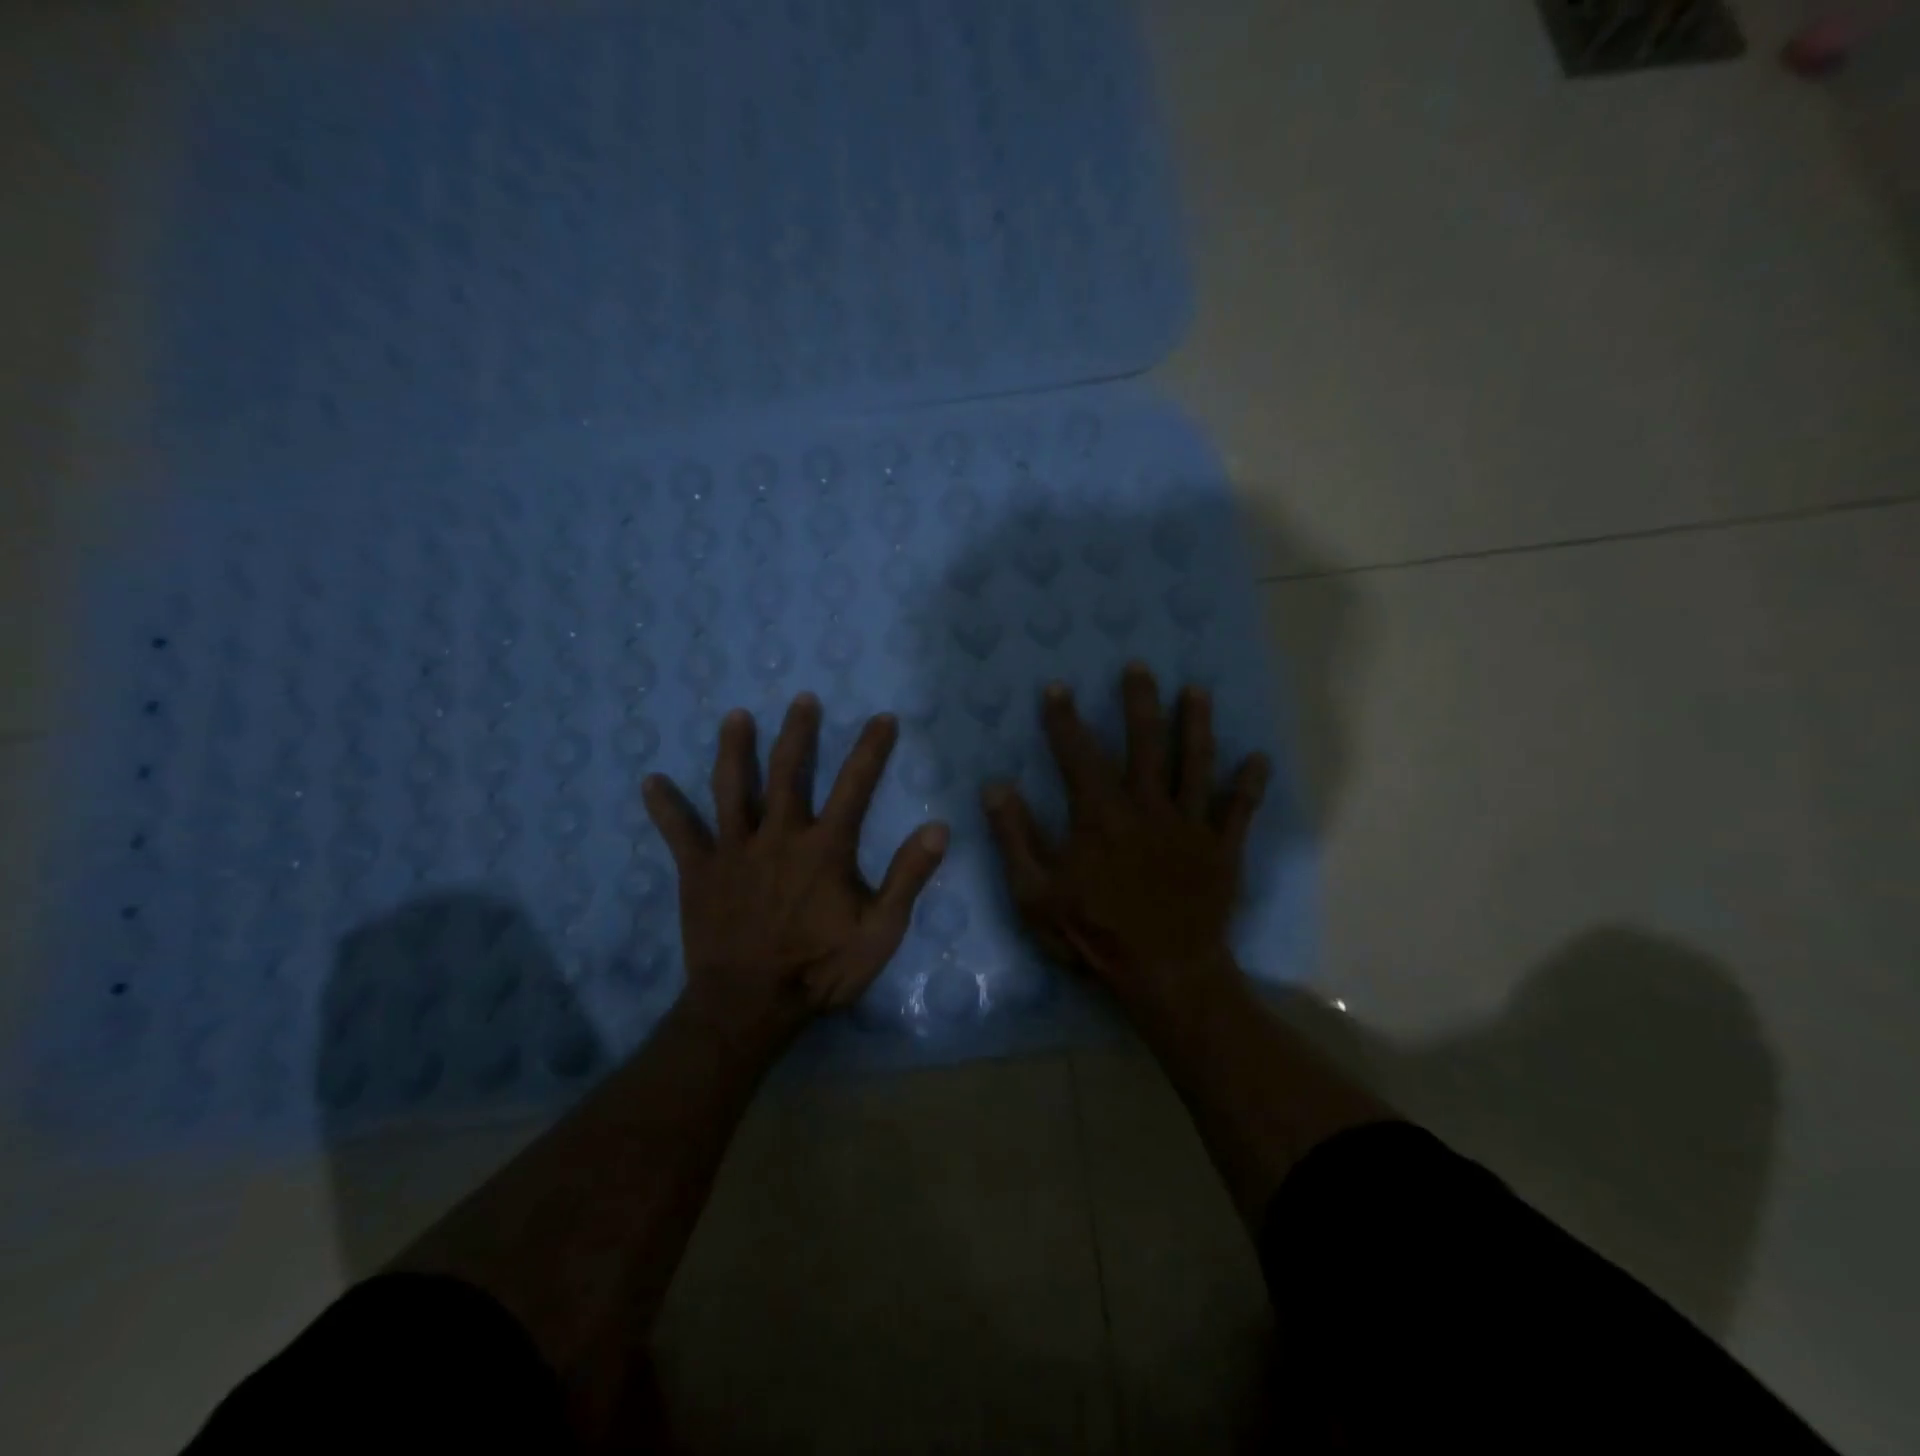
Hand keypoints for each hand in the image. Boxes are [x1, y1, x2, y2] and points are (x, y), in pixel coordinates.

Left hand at [642, 694, 948, 1049]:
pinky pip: (679, 833)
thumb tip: (939, 827)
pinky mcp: (699, 871)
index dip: (871, 749)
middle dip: (798, 732)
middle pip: (789, 771)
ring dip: (735, 749)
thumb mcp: (879, 931)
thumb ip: (908, 877)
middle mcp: (778, 835)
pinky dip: (665, 807)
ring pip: (732, 788)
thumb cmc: (819, 969)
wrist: (749, 1006)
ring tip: (735, 716)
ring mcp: (734, 850)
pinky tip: (651, 781)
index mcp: (824, 847)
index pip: (855, 785)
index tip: (882, 717)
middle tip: (802, 698)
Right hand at [982, 664, 1269, 999]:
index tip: (1057, 687)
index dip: (1064, 719)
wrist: (1165, 973)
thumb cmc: (1094, 934)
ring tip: (1198, 691)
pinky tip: (1260, 759)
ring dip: (1196, 725)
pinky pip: (1239, 811)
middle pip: (1144, 744)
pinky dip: (1250, 786)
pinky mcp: (1222, 849)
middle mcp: (1147, 807)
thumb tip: (995, 786)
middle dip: (1139, 703)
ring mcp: (1190, 826)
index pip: (1078, 754)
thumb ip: (1015, 838)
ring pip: (1194, 764)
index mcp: (1100, 816)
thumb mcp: (1035, 894)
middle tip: (1139, 666)